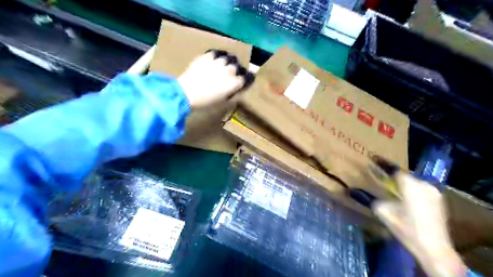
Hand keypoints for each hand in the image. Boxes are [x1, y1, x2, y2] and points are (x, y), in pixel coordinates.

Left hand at [177, 50, 253, 107]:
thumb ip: (233, 94)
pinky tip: (216, 58)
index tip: (246, 80)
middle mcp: (229, 70)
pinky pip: (216, 53)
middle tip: (234, 74)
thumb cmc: (205, 102)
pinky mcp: (206, 57)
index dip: (248, 79)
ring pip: (228, 58)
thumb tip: (237, 89)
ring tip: (226, 64)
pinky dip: (218, 55)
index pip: (247, 78)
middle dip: (237, 70)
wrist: (186, 93)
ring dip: (229, 62)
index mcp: (234, 83)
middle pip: (238, 67)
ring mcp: (218, 62)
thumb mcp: (223, 103)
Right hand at [372, 158, 466, 276]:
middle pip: (404, 174)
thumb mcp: (383, 212)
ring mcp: (433, 191)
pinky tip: (405, 194)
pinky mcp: (438, 199)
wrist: (434, 248)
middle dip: (392, 173)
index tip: (373, 158)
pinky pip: (420, 187)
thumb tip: (352, 190)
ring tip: (391, 183)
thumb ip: (370, 198)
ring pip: (413, 180)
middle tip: (380, 173)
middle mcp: (423, 184)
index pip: (393, 169)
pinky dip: (410, 187)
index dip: (382, 163)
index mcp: (410, 185)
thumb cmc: (406, 228)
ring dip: (402, 181)